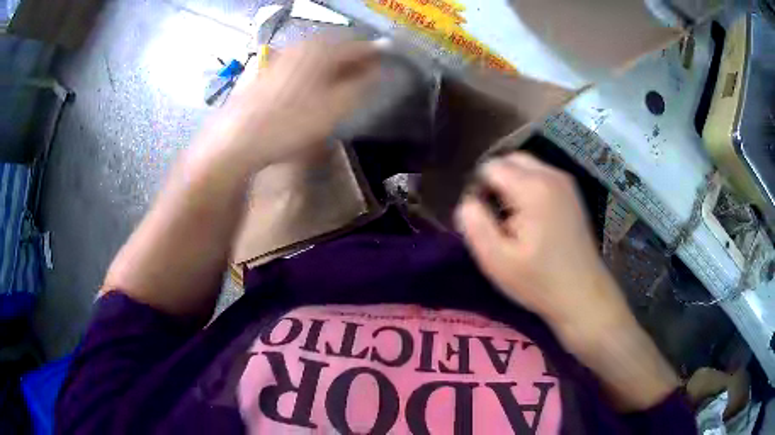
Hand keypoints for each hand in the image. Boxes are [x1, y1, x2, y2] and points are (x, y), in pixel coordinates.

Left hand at [194, 37, 379, 172]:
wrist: (238, 139)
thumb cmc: (290, 123)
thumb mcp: (335, 107)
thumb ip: (362, 86)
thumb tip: (380, 71)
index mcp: (321, 50)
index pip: (358, 45)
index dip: (376, 52)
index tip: (390, 59)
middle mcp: (302, 47)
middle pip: (336, 46)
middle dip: (355, 56)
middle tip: (370, 69)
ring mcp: (282, 58)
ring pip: (317, 55)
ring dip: (335, 63)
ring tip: (346, 77)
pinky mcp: (269, 72)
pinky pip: (302, 64)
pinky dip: (316, 70)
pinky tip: (316, 85)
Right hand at [455, 152, 631, 336]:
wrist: (583, 294)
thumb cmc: (539, 281)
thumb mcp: (497, 261)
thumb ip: (475, 225)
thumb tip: (467, 202)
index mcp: (532, 188)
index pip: (490, 167)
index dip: (479, 189)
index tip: (484, 220)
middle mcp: (551, 175)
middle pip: (510, 160)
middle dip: (495, 182)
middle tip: (496, 218)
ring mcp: (565, 182)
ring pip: (526, 166)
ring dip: (512, 185)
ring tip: (513, 221)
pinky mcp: (572, 192)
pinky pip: (541, 176)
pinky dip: (528, 188)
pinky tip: (531, 220)